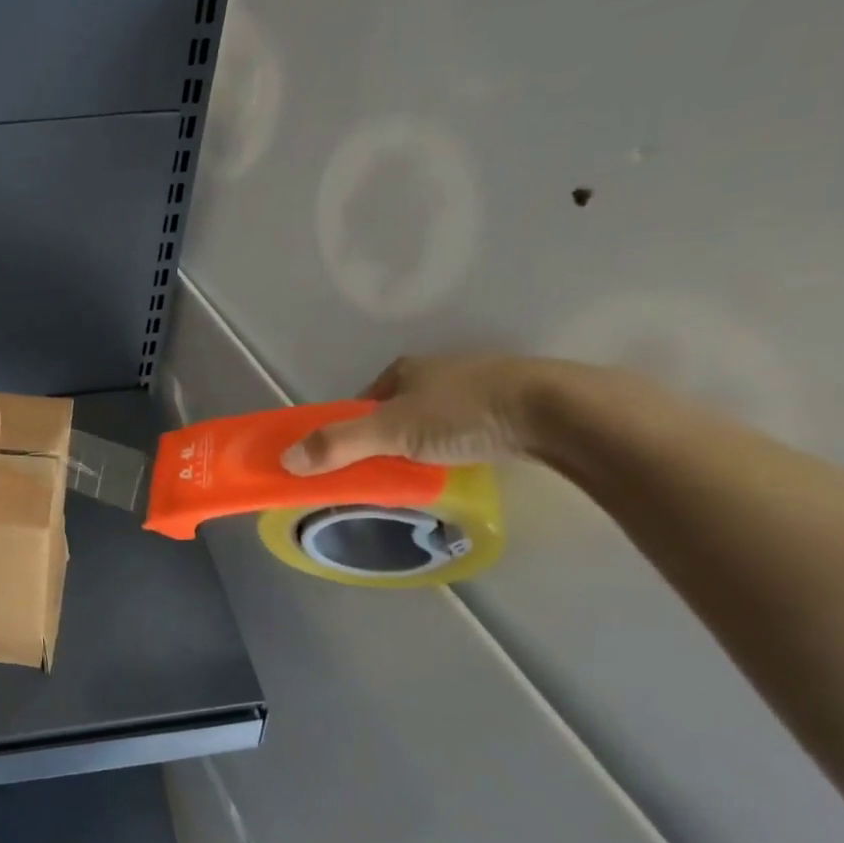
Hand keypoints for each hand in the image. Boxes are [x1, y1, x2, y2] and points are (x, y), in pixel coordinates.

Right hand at [281, 354, 586, 473]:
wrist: (558, 411)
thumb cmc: (464, 414)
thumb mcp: (391, 433)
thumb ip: (339, 445)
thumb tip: (285, 460)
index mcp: (405, 369)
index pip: (361, 401)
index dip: (348, 429)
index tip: (345, 459)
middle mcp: (438, 370)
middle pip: (396, 409)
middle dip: (385, 438)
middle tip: (382, 471)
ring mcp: (478, 385)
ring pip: (434, 418)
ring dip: (422, 443)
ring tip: (423, 473)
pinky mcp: (512, 404)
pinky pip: (467, 427)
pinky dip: (456, 445)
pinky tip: (463, 462)